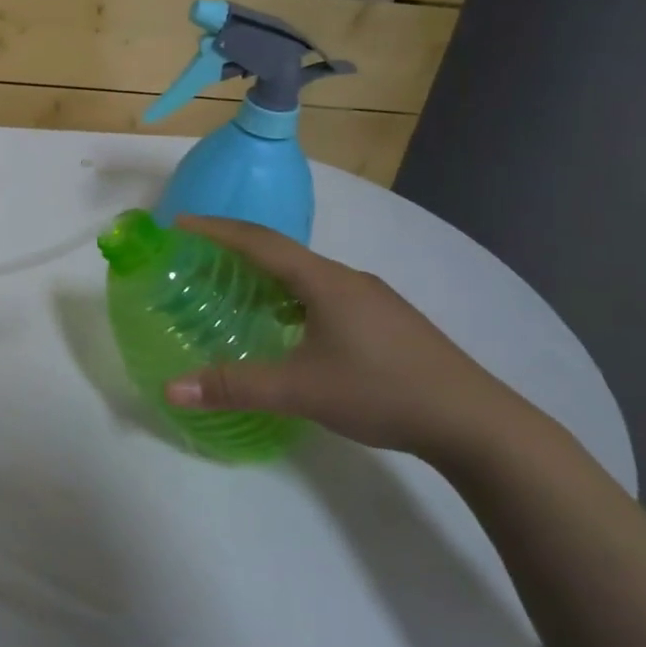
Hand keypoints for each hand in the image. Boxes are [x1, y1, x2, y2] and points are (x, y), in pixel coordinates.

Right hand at [163, 215, 527, 461]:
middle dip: (235, 249)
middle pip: (281, 252)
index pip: (259, 241)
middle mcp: (347, 278)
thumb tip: (170, 388)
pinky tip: (288, 327)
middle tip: (197, 258)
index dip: (215, 230)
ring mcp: (372, 298)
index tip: (178, 225)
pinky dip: (292, 298)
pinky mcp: (386, 320)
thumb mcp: (299, 390)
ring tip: (234, 290)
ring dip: (266, 275)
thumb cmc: (381, 391)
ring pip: (306, 275)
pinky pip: (324, 294)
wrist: (474, 421)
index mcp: (324, 281)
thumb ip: (233, 386)